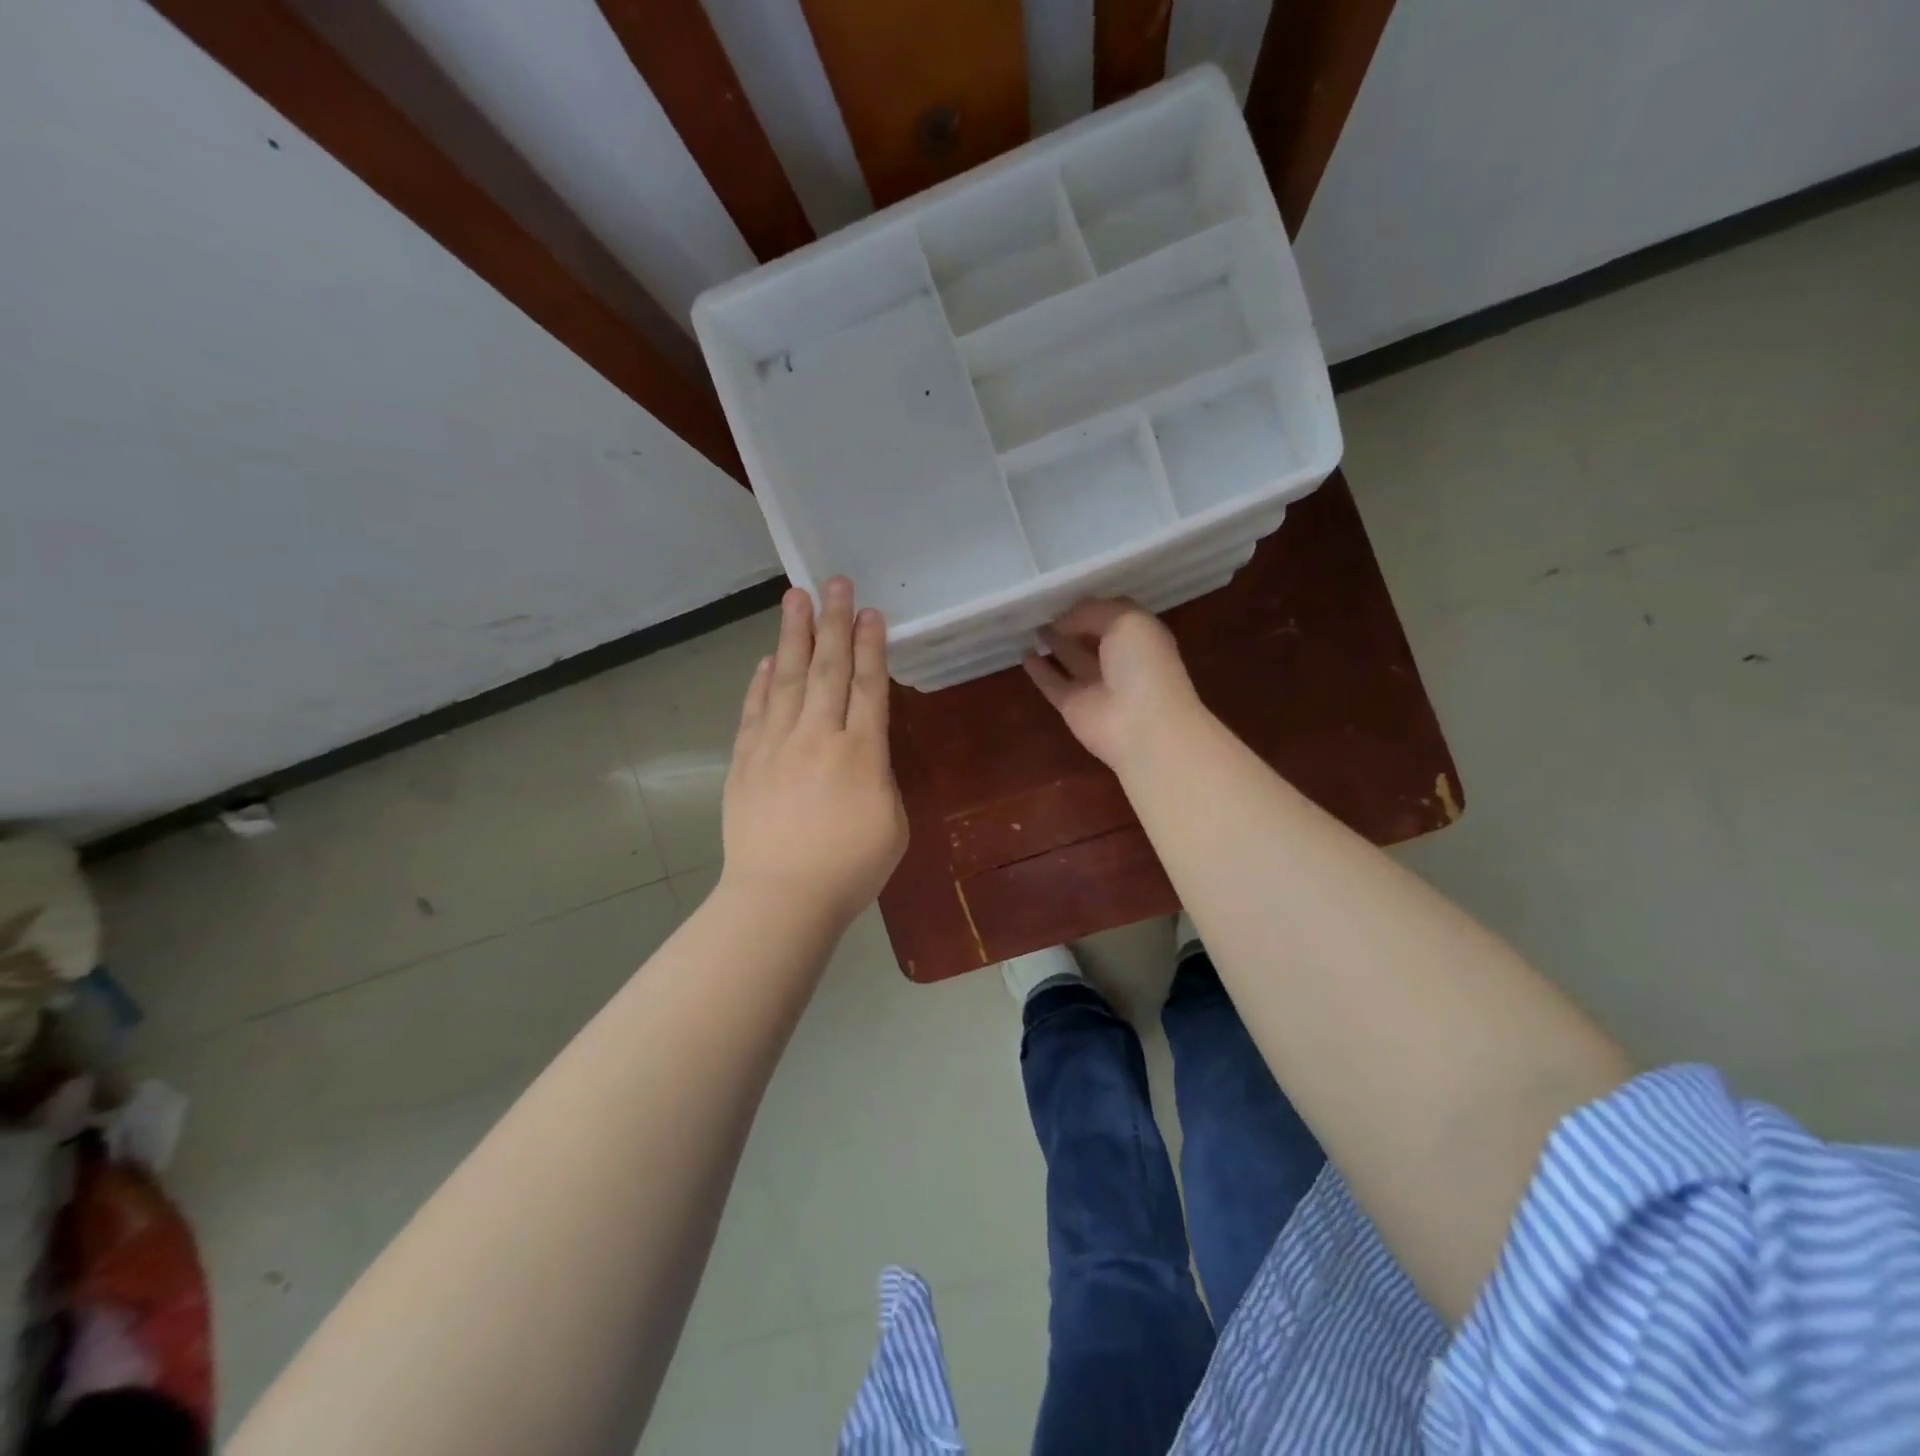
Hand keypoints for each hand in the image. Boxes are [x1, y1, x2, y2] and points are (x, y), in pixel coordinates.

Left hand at [721, 578, 907, 925]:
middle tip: (835, 581)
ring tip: (797, 598)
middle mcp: (818, 737)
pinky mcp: (746, 762)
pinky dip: (762, 682)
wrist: (781, 899)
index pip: (868, 686)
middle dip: (834, 622)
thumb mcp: (892, 824)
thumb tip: (862, 756)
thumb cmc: (849, 870)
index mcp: (862, 753)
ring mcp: (776, 746)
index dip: (871, 646)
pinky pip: (756, 711)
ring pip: (789, 679)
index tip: (870, 612)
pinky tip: (770, 659)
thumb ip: (880, 779)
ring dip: (795, 636)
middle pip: (829, 669)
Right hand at [1022, 599, 1203, 771]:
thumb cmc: (1142, 665)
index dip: (1091, 606)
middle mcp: (1119, 659)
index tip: (1067, 597)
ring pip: (1071, 658)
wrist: (1142, 726)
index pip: (1112, 614)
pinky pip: (1053, 683)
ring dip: (1054, 644)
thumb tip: (1061, 622)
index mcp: (1140, 636)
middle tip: (1043, 610)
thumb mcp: (1126, 621)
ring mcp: (1095, 685)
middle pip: (1091, 637)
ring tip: (1031, 629)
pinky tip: (1024, 655)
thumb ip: (1092, 612)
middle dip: (1071, 623)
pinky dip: (1039, 670)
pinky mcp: (1073, 706)